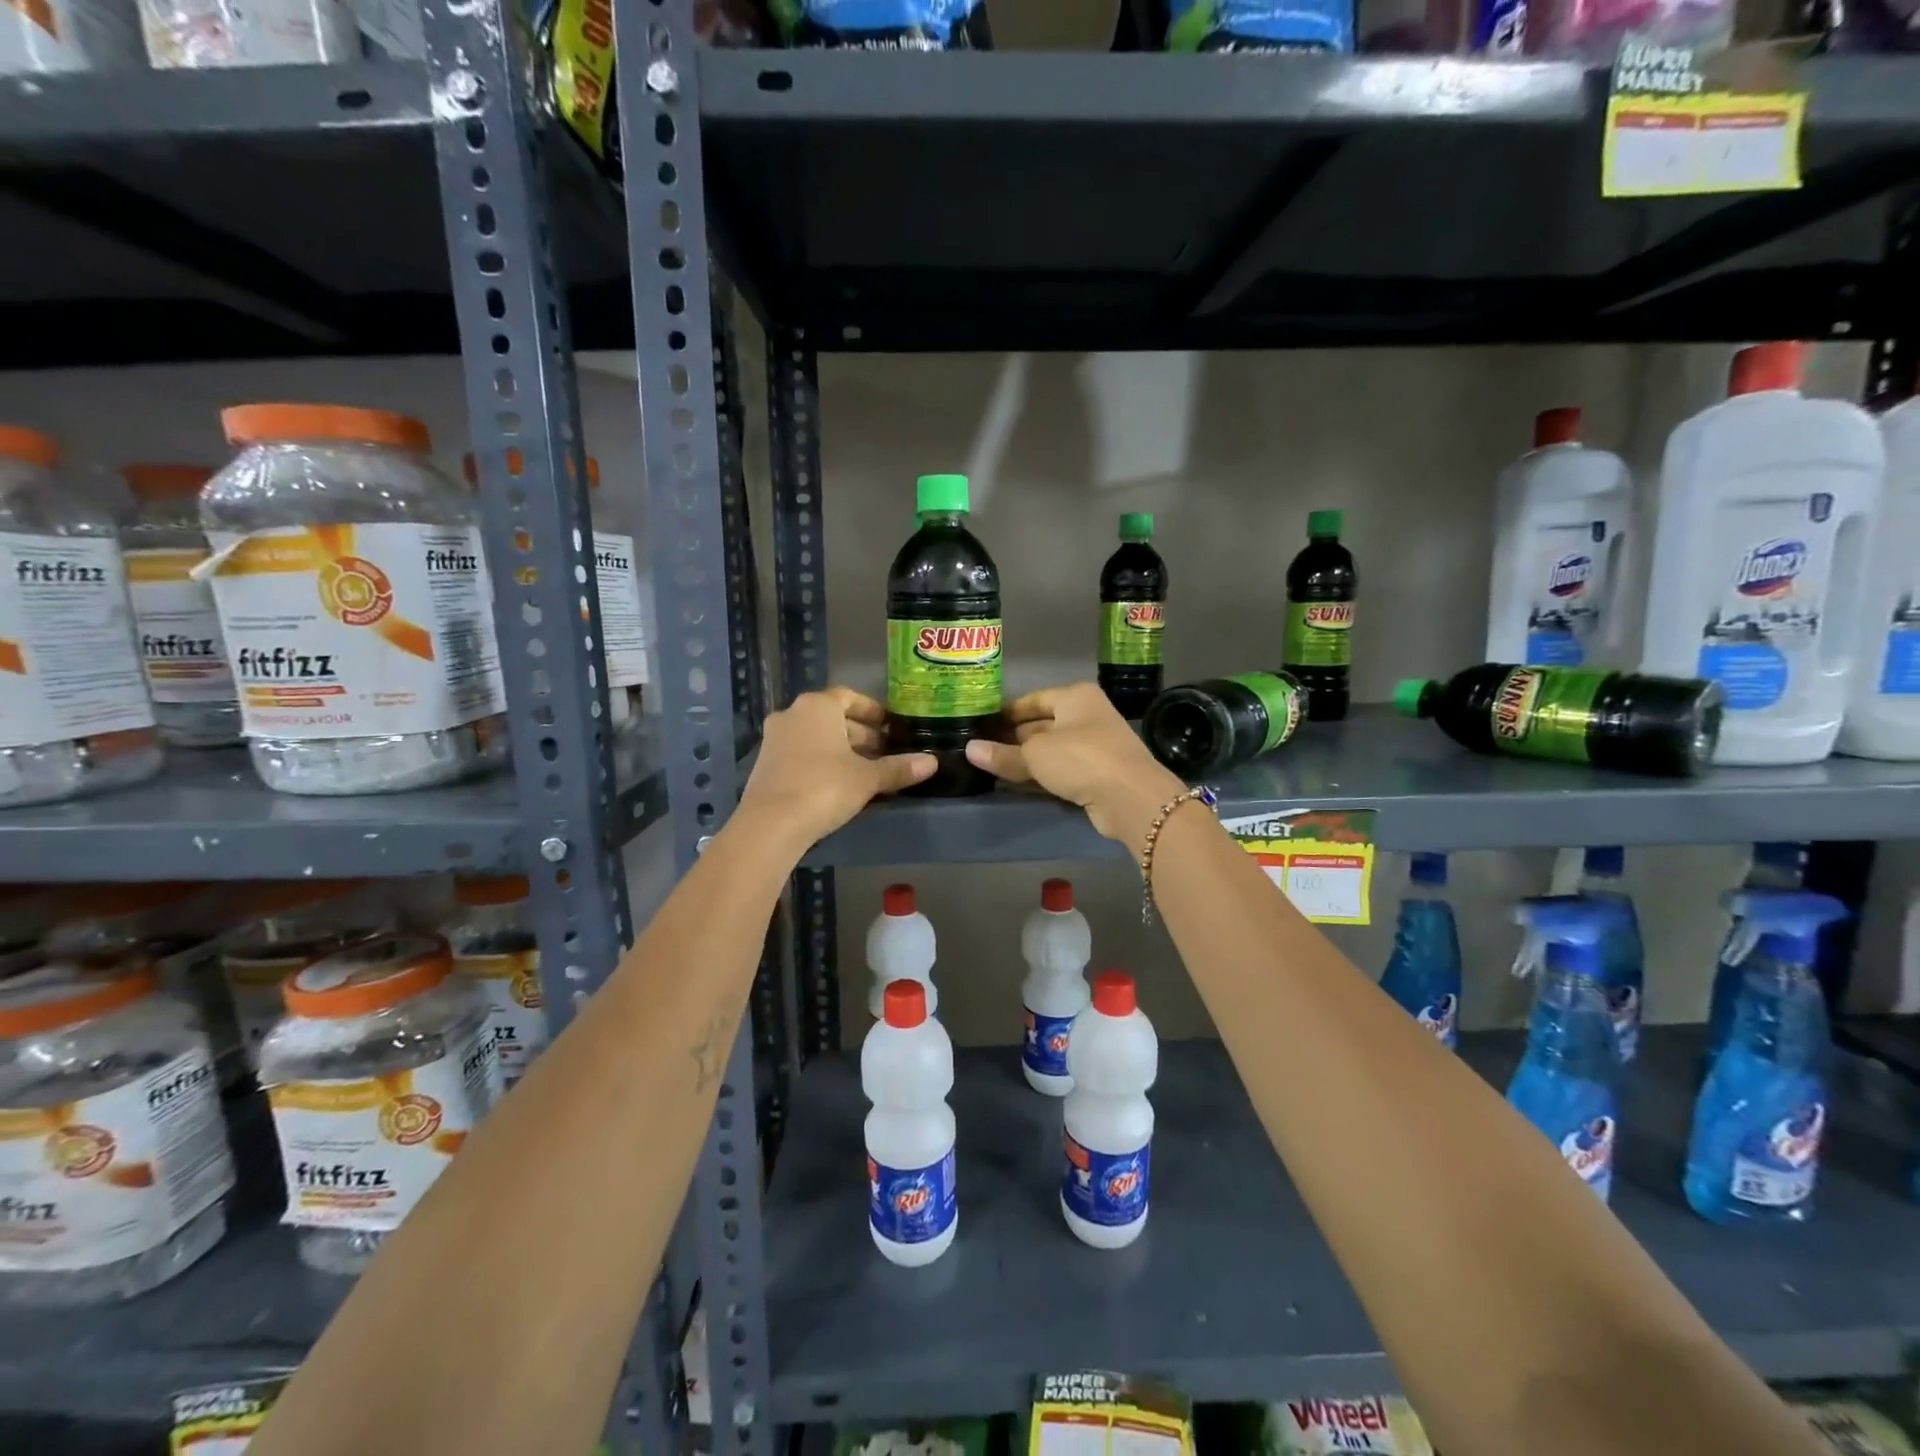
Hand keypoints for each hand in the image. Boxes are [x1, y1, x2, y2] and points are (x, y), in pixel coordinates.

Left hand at [737, 687, 934, 849]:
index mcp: (817, 706)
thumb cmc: (825, 787)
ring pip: (816, 738)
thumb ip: (898, 767)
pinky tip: (840, 785)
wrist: (771, 824)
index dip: (872, 710)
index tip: (890, 726)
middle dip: (861, 734)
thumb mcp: (868, 778)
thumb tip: (932, 762)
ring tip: (867, 771)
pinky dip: (822, 763)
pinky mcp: (765, 765)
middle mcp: (792, 714)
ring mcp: (774, 740)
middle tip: (885, 753)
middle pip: (833, 718)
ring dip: (842, 750)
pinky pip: (801, 755)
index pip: (849, 697)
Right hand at [965, 683, 1185, 857]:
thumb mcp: (1035, 754)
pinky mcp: (1098, 774)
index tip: (981, 724)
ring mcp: (1095, 746)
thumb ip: (1002, 754)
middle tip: (981, 750)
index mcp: (1075, 697)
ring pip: (1051, 750)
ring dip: (1026, 760)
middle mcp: (1087, 716)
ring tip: (992, 768)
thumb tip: (969, 750)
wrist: (1130, 797)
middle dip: (1013, 738)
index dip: (1006, 712)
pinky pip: (1062, 771)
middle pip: (1042, 724)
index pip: (1033, 700)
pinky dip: (1042, 776)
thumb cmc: (1081, 758)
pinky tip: (1018, 785)